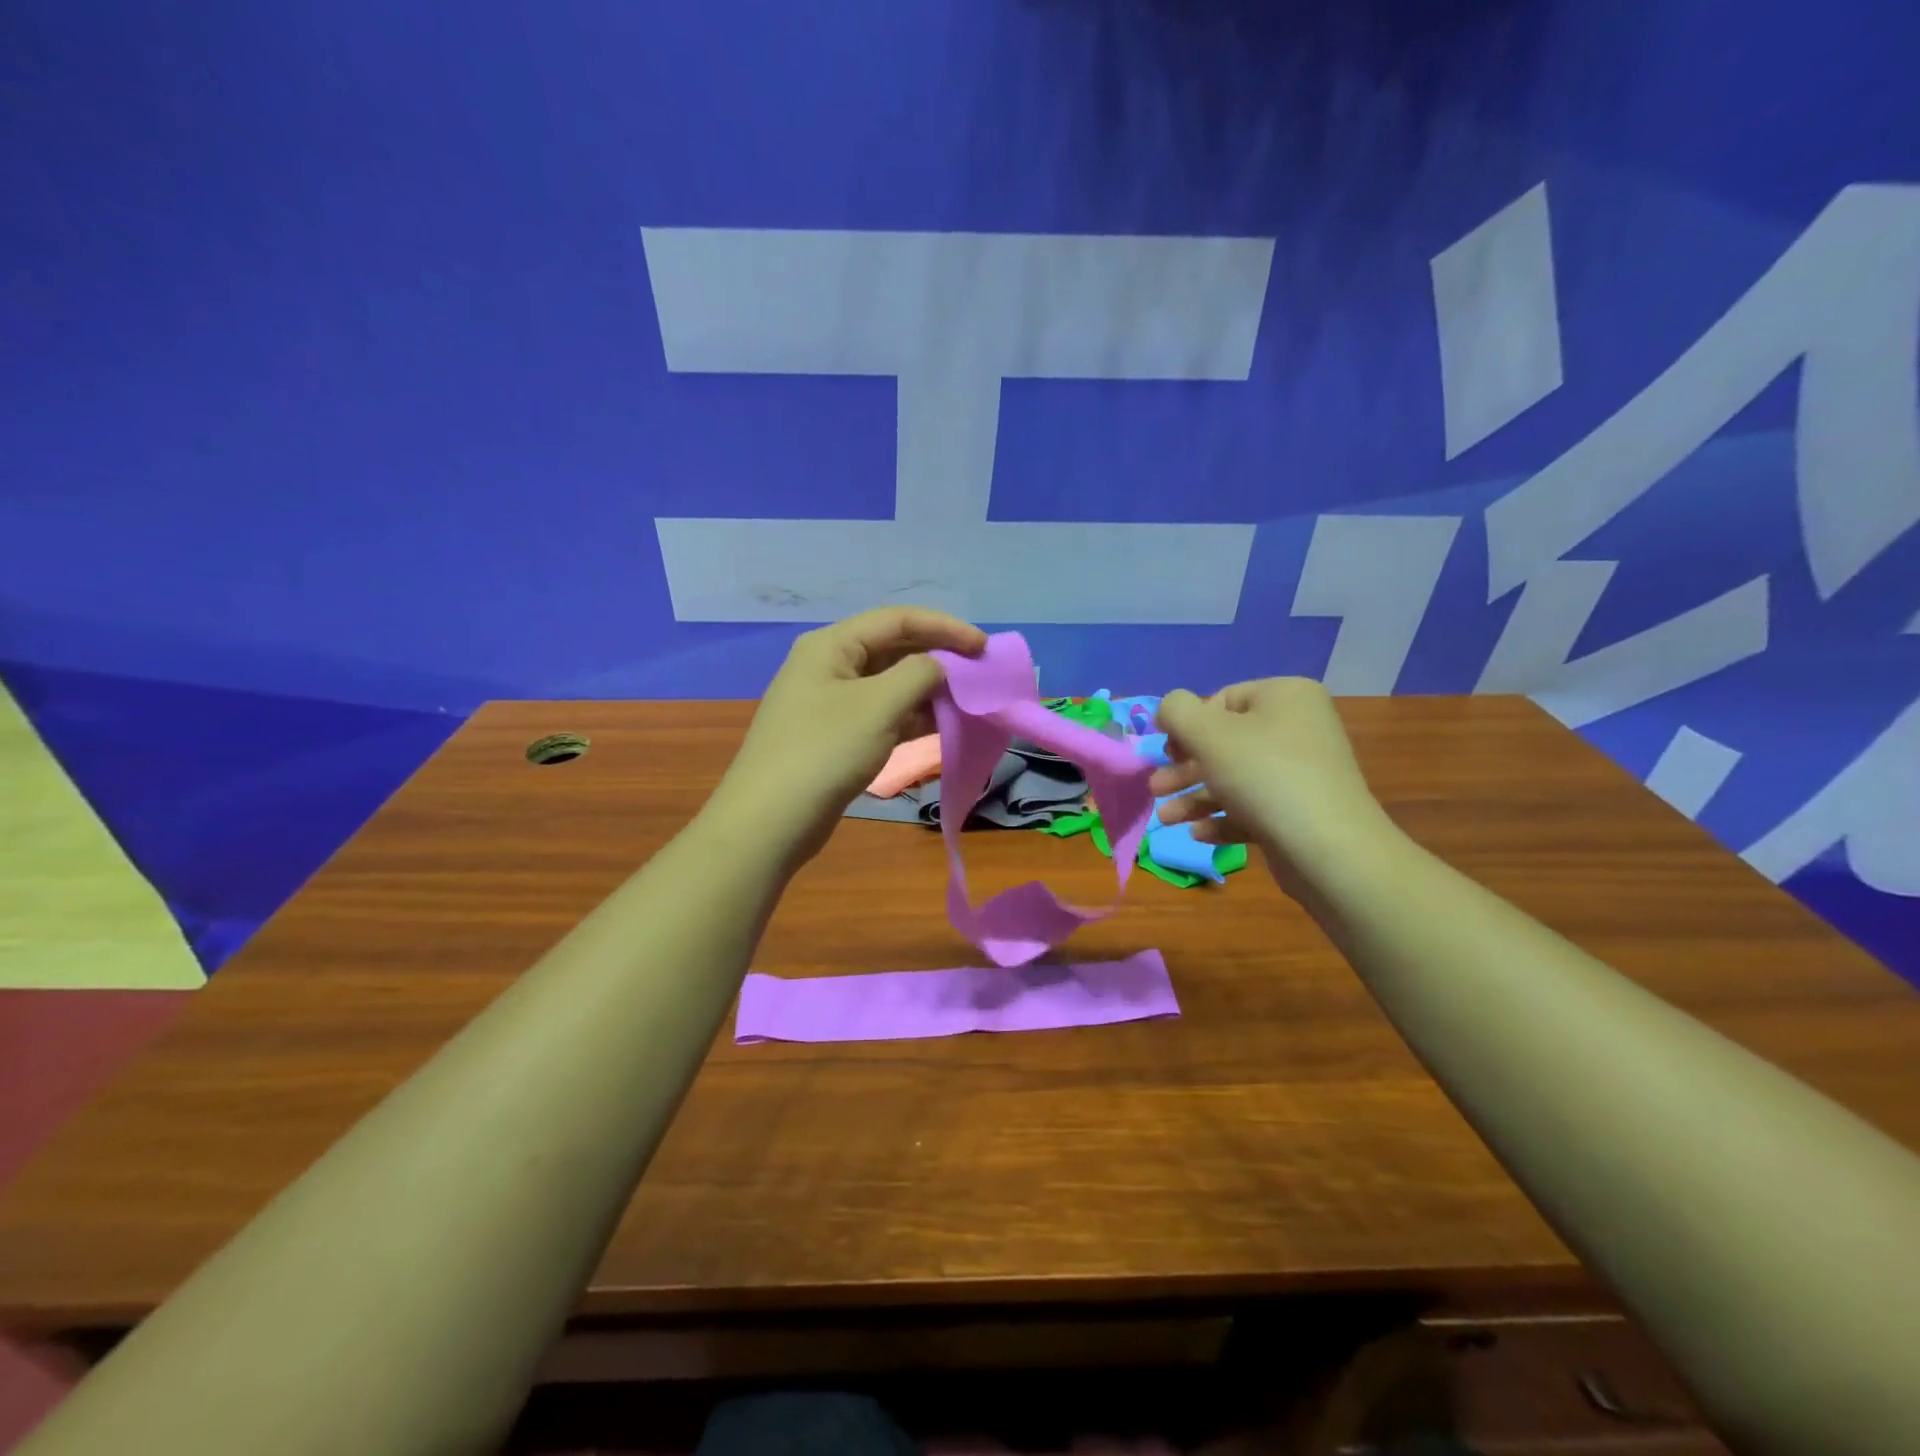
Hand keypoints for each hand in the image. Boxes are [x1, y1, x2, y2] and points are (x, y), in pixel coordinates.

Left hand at [713, 607, 986, 860]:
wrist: (771, 821)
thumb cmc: (825, 751)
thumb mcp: (879, 705)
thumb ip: (919, 674)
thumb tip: (938, 666)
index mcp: (832, 645)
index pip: (897, 620)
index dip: (945, 627)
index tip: (983, 647)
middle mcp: (829, 665)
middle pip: (893, 648)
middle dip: (937, 658)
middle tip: (977, 674)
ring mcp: (830, 702)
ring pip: (889, 684)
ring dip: (927, 690)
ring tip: (965, 702)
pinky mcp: (835, 736)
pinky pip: (881, 714)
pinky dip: (911, 716)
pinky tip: (940, 726)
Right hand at [1150, 678, 1399, 899]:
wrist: (1329, 849)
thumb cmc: (1264, 777)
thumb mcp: (1208, 733)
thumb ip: (1177, 711)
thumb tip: (1170, 708)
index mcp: (1285, 697)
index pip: (1223, 700)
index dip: (1188, 726)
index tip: (1167, 753)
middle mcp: (1298, 728)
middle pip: (1225, 743)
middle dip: (1185, 769)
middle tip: (1156, 788)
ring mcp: (1302, 772)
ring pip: (1234, 779)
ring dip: (1195, 798)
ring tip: (1166, 819)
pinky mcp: (1300, 812)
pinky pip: (1253, 808)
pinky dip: (1223, 818)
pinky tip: (1199, 835)